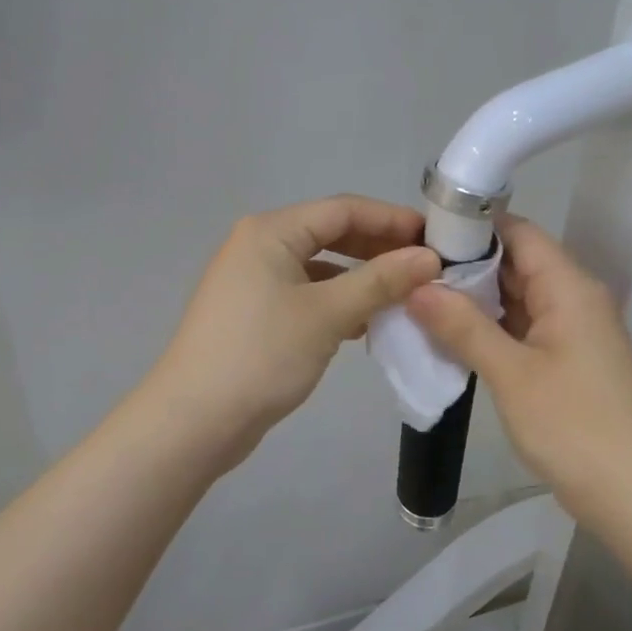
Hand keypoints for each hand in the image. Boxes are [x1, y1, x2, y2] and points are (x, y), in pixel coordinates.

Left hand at [150, 195, 440, 464]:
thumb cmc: (262, 355)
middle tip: (426, 267)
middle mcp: (259, 247)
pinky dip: (339, 303)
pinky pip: (307, 296)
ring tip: (406, 295)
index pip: (343, 210)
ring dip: (362, 279)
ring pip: (321, 268)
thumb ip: (380, 281)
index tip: (436, 239)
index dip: (392, 220)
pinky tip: (368, 323)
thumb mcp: (327, 314)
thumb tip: (430, 258)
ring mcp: (254, 282)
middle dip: (379, 249)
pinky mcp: (256, 315)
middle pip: (331, 234)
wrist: (194, 420)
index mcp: (271, 231)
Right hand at [407, 214, 631, 524]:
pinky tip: (454, 336)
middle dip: (467, 266)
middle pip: (518, 263)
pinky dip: (493, 328)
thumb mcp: (510, 373)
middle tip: (410, 272)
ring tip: (421, 300)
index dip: (473, 227)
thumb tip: (417, 287)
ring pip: (520, 298)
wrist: (629, 492)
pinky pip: (526, 328)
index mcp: (569, 288)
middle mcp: (577, 299)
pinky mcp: (570, 360)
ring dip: (477, 300)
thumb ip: (463, 326)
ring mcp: (575, 331)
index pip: (519, 232)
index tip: (422, 235)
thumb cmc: (571, 425)